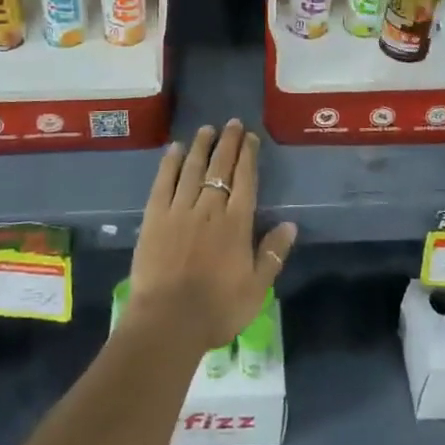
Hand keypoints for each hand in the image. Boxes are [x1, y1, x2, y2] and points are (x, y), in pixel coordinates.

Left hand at [128, 121, 296, 353]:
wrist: (168, 322)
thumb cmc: (217, 309)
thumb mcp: (256, 288)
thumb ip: (273, 254)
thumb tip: (290, 224)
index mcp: (236, 223)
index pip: (245, 180)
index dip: (248, 156)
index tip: (250, 137)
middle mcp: (209, 208)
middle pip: (220, 167)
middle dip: (228, 143)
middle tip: (232, 123)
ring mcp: (179, 210)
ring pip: (192, 169)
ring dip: (201, 146)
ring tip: (206, 129)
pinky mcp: (154, 217)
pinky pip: (163, 183)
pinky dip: (170, 164)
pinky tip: (174, 149)